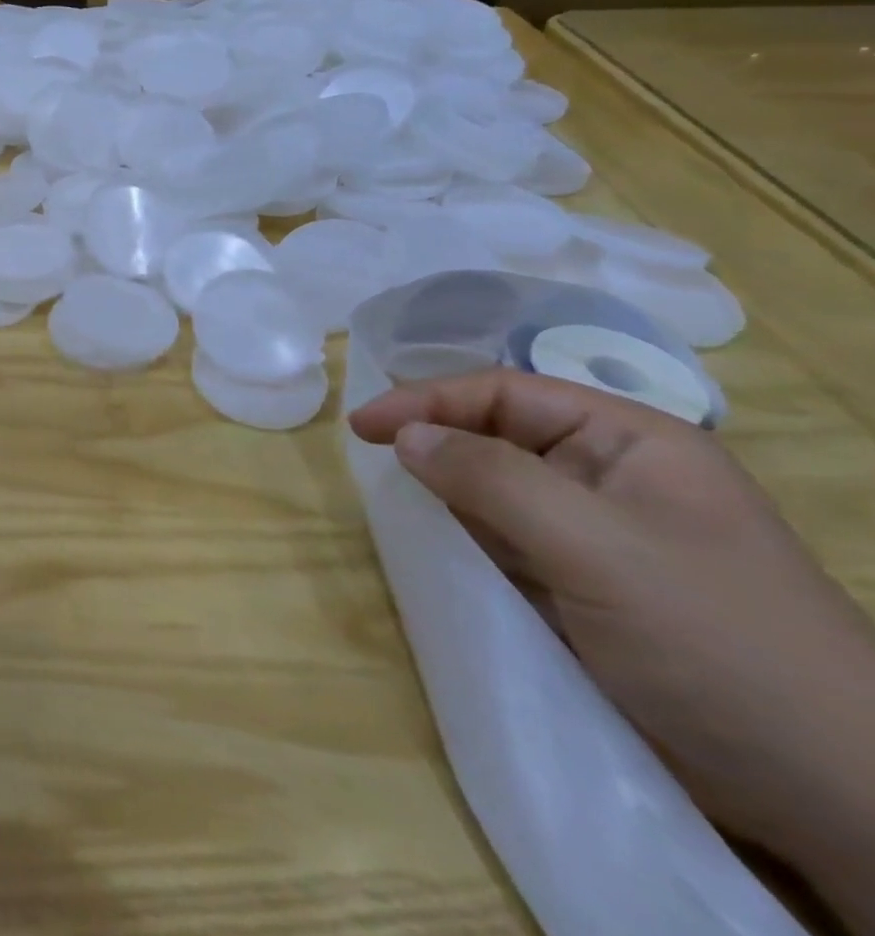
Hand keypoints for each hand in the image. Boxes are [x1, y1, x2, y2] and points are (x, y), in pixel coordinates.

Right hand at [351, 370, 874, 916]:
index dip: (428, 399)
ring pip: (495, 489)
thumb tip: (404, 436)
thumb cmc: (716, 642)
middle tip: (368, 455)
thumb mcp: (598, 547)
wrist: (833, 798)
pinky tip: (434, 544)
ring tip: (390, 497)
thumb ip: (492, 478)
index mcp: (631, 442)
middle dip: (432, 439)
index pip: (507, 393)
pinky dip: (462, 536)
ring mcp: (597, 535)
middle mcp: (611, 476)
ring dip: (443, 489)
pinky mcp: (582, 586)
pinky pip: (504, 540)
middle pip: (497, 434)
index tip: (363, 426)